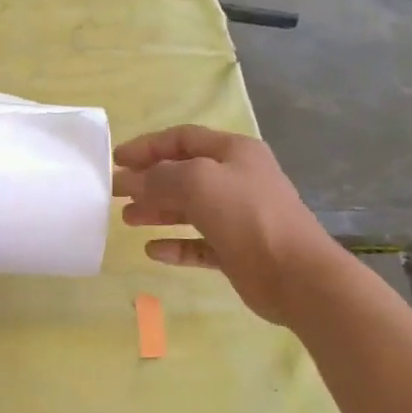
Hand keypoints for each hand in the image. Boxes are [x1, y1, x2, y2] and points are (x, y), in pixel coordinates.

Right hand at [114, 125, 334, 326]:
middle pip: (184, 174)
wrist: (296, 274)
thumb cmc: (248, 216)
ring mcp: (238, 217)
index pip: (183, 139)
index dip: (147, 146)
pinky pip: (199, 244)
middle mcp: (237, 180)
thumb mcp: (198, 182)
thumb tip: (131, 180)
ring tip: (127, 220)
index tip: (116, 160)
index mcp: (234, 152)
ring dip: (157, 211)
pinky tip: (153, 251)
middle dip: (148, 180)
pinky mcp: (237, 251)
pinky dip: (176, 245)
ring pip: (189, 209)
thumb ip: (159, 176)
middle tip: (115, 193)